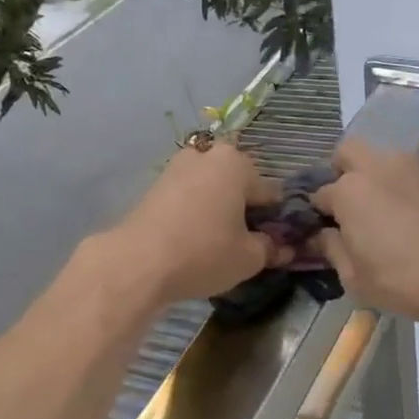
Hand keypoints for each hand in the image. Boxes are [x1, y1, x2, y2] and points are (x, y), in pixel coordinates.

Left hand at [104, 140, 285, 306]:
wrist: (137, 263)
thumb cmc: (204, 252)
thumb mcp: (249, 258)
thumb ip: (270, 248)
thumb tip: (282, 248)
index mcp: (237, 163)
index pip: (270, 192)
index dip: (276, 220)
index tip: (275, 244)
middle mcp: (207, 156)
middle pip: (238, 184)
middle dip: (245, 209)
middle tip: (247, 242)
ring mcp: (176, 168)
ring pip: (211, 189)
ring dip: (219, 209)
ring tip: (219, 243)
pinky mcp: (154, 187)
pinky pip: (188, 197)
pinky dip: (195, 213)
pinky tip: (194, 240)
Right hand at [309, 139, 418, 324]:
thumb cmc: (399, 278)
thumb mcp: (353, 275)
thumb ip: (331, 248)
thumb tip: (320, 235)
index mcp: (348, 190)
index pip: (319, 194)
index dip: (315, 213)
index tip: (319, 230)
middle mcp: (374, 168)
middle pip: (346, 153)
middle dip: (339, 173)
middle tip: (343, 207)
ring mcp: (405, 169)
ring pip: (375, 157)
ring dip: (367, 175)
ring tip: (371, 211)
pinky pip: (398, 171)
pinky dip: (390, 184)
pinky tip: (395, 215)